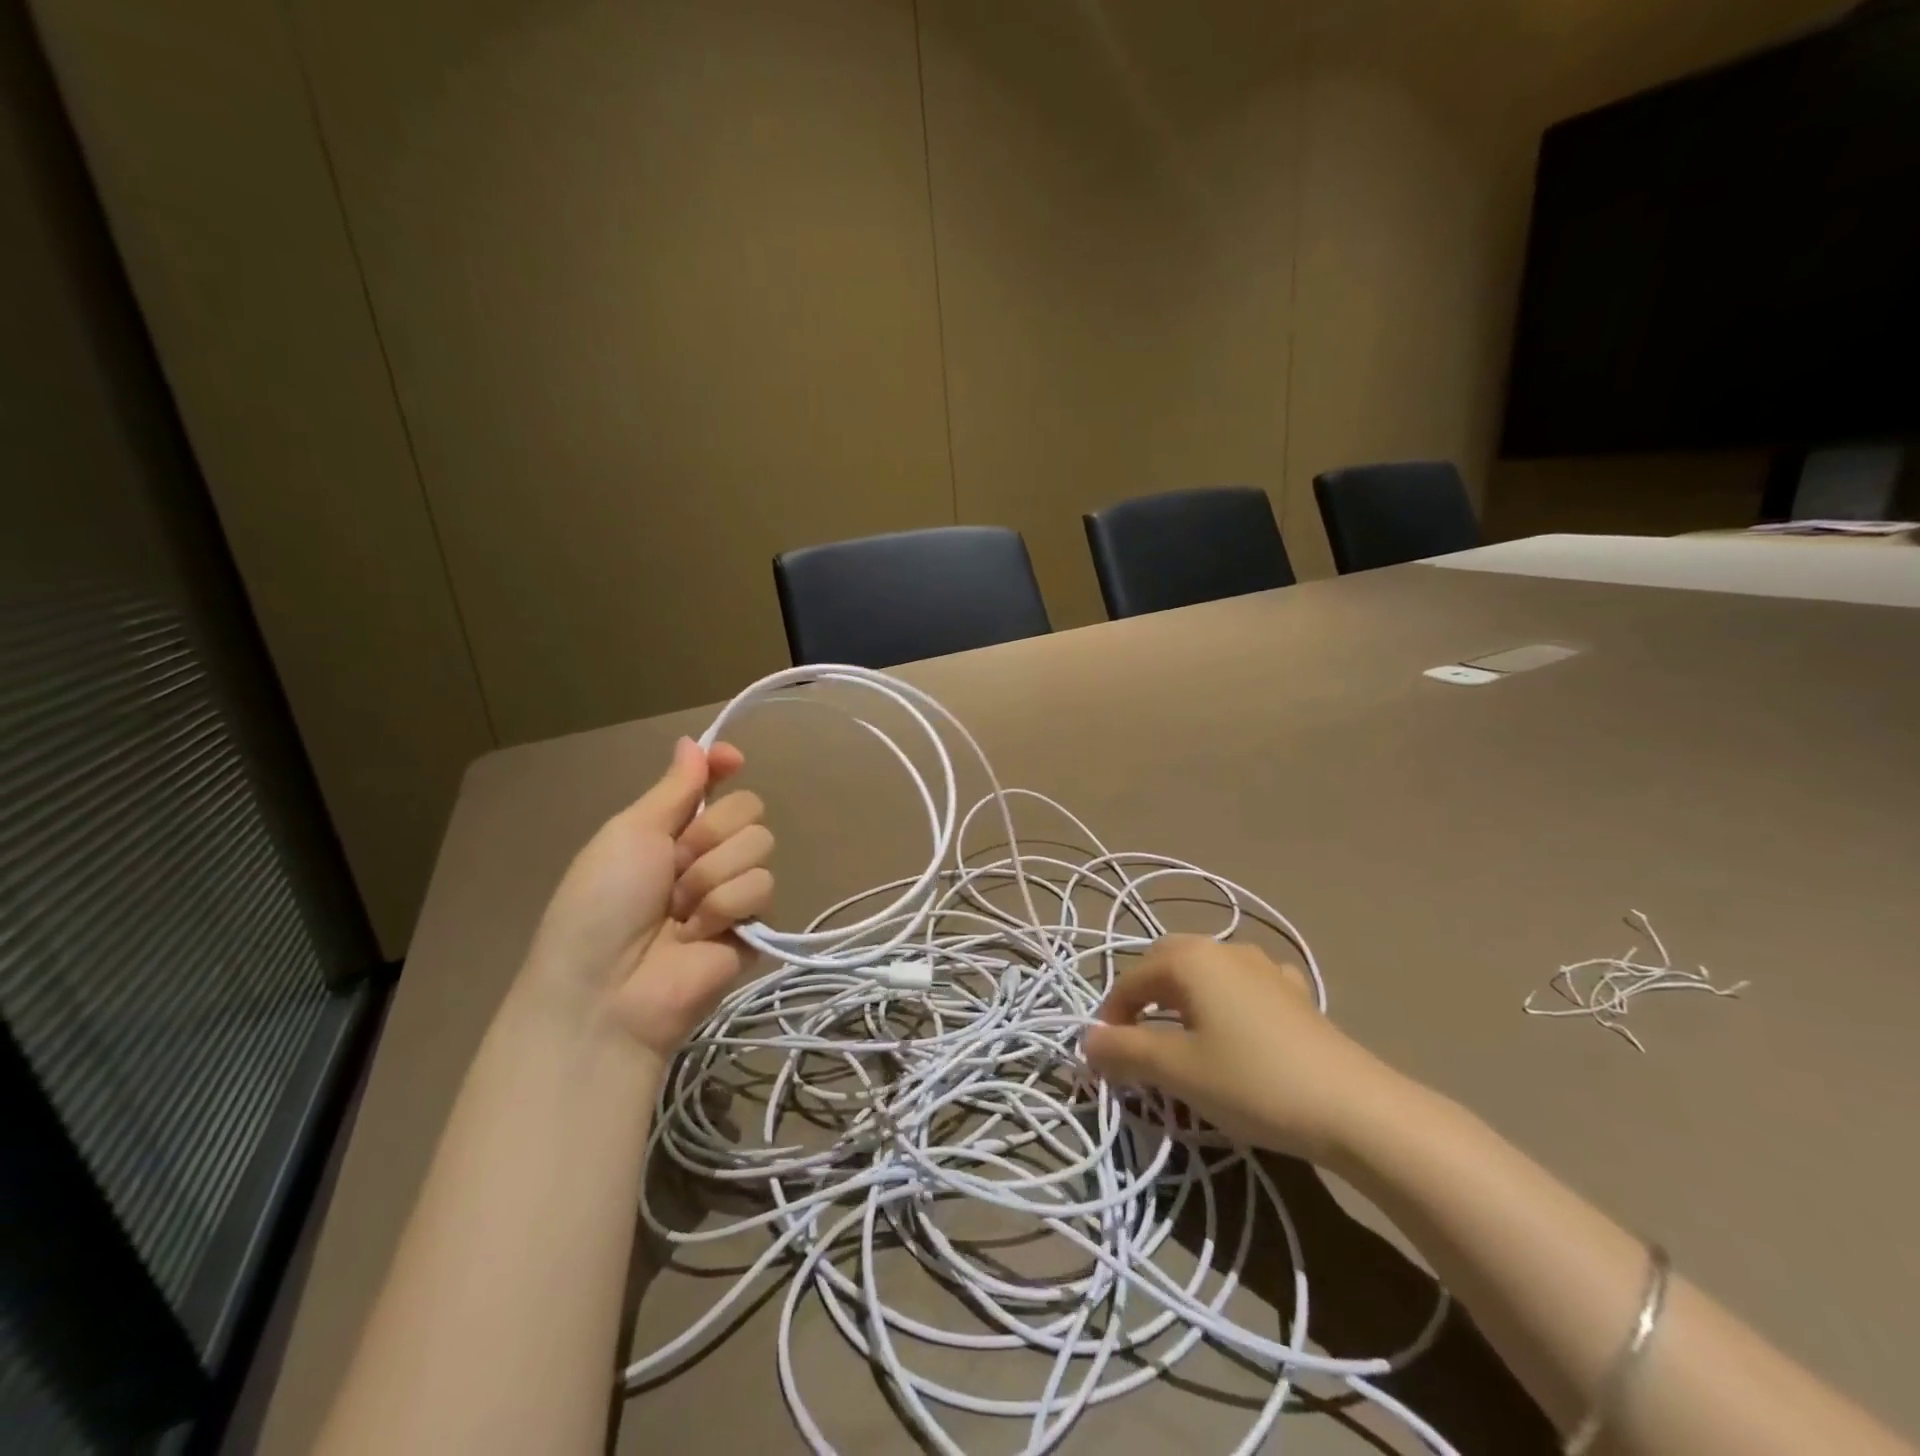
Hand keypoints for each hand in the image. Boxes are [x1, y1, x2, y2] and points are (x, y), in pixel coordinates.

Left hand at [524, 737, 774, 1061]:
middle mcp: (707, 855)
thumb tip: (693, 741)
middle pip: (748, 809)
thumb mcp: (629, 834)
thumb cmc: (601, 906)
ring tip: (680, 914)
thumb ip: (673, 789)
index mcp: (671, 830)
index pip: (715, 783)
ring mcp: (732, 892)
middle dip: (710, 834)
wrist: (606, 992)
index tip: (730, 760)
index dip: (725, 767)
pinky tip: (698, 935)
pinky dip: (725, 907)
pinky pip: (762, 889)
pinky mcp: (754, 927)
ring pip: (759, 847)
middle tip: (673, 869)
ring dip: (712, 877)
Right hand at [1082, 935, 1401, 1165]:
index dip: (1111, 1017)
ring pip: (1205, 974)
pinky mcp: (1294, 993)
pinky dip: (1225, 1004)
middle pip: (1166, 964)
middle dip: (1144, 999)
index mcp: (1190, 958)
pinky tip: (1237, 1032)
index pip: (1130, 979)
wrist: (1355, 1108)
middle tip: (1140, 1045)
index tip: (1108, 1060)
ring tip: (1184, 1041)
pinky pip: (1243, 987)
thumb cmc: (1252, 1081)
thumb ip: (1124, 1052)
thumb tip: (1086, 1042)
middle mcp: (1224, 949)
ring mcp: (1264, 967)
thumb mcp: (1176, 1071)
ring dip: (1183, 1000)